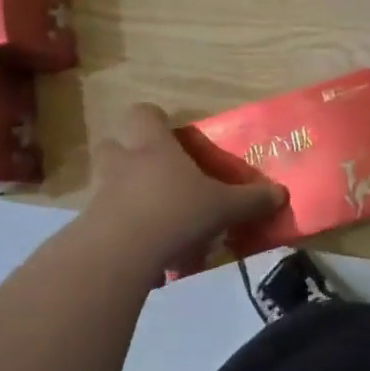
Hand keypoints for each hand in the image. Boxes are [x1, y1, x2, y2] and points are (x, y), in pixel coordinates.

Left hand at [79, 103, 285, 274]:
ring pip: (108, 185)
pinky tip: (146, 253)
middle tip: (157, 174)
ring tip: (155, 220)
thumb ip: (251, 200)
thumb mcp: (223, 207)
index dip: (155, 121)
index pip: (143, 114)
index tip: (171, 136)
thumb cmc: (174, 212)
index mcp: (154, 146)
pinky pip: (106, 222)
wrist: (117, 256)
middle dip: (131, 156)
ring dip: (127, 197)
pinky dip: (122, 232)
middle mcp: (122, 163)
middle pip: (114, 145)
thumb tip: (282, 194)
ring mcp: (100, 196)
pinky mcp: (87, 230)